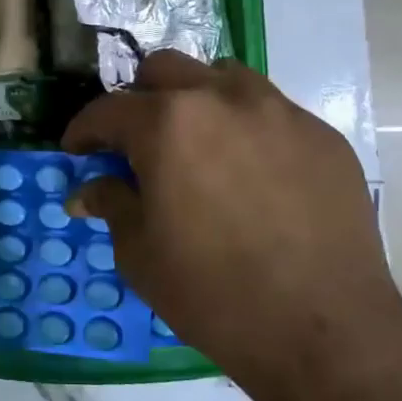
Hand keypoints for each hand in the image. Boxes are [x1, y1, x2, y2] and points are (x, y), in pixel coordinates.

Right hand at [62, 50, 401, 393]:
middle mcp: (222, 99)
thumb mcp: (140, 254)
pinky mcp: (322, 136)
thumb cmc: (212, 294)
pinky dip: (246, 129)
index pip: (108, 109)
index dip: (84, 130)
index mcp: (167, 124)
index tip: (78, 151)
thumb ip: (112, 204)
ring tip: (197, 145)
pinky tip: (252, 175)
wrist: (323, 331)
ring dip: (197, 100)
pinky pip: (272, 113)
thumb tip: (87, 189)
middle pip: (165, 70)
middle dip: (139, 100)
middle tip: (136, 142)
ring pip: (223, 78)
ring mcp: (280, 112)